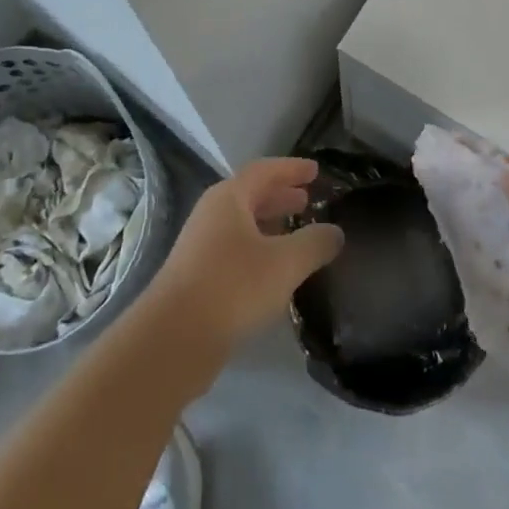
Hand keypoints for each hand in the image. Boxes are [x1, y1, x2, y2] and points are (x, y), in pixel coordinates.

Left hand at [145, 158, 344, 354]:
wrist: (173, 339)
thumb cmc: (232, 287)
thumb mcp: (284, 263)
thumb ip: (314, 243)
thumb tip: (335, 232)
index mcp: (229, 198)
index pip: (265, 170)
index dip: (292, 169)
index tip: (316, 170)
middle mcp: (212, 214)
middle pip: (251, 195)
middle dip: (280, 196)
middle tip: (307, 200)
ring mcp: (200, 245)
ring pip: (242, 224)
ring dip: (270, 224)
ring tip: (295, 233)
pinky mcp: (197, 276)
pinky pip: (234, 250)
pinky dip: (258, 249)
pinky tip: (273, 272)